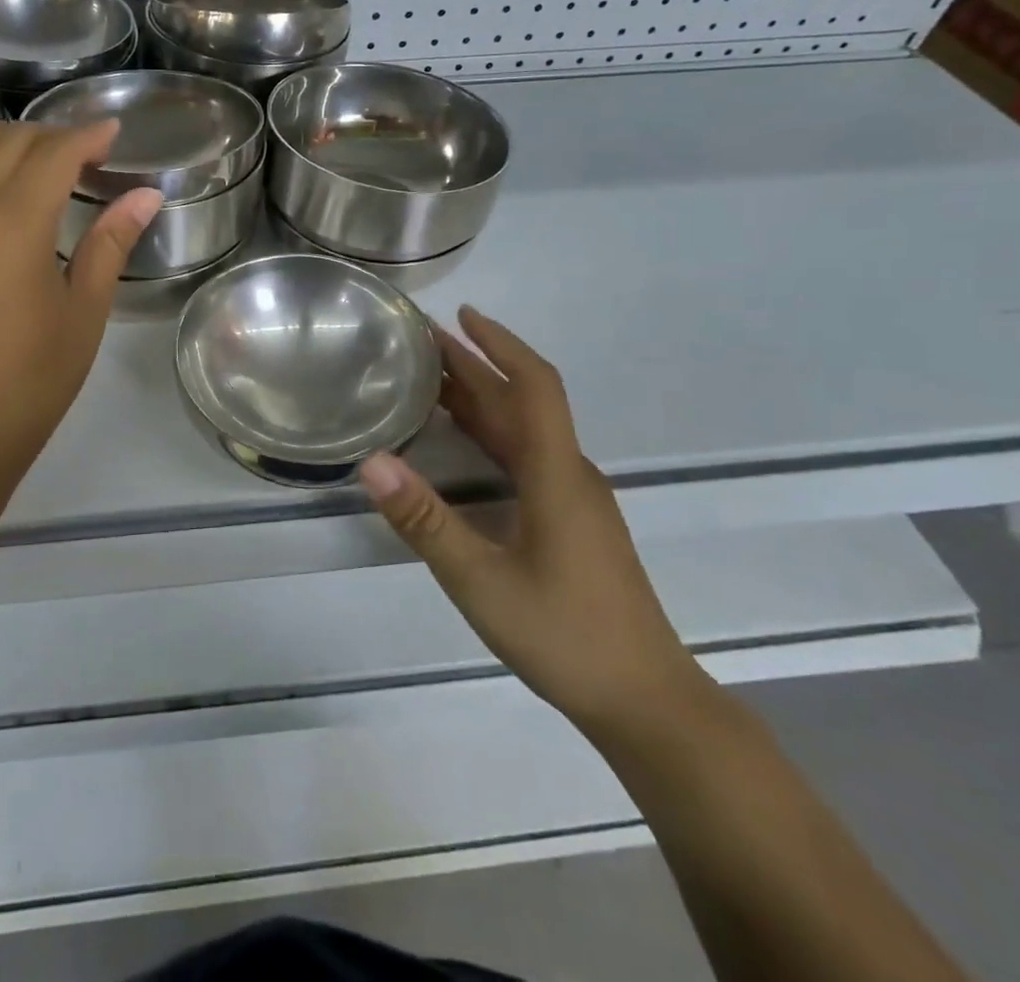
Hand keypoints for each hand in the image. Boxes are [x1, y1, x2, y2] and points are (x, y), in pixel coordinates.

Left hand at [0, 121, 161, 469]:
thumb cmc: (35, 373)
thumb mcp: (86, 308)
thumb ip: (111, 242)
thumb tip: (146, 195)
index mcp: (16, 220)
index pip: (56, 153)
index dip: (88, 136)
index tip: (114, 134)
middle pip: (9, 142)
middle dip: (51, 135)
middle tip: (83, 153)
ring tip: (25, 156)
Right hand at [359, 307, 702, 735]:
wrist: (647, 703)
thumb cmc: (565, 635)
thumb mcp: (480, 580)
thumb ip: (425, 521)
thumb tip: (372, 462)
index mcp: (556, 473)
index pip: (533, 385)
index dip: (499, 343)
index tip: (460, 315)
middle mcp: (569, 473)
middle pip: (522, 401)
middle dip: (475, 365)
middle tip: (421, 342)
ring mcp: (574, 499)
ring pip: (524, 430)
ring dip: (481, 398)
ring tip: (429, 380)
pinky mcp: (571, 521)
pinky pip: (525, 456)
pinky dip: (489, 433)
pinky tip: (460, 444)